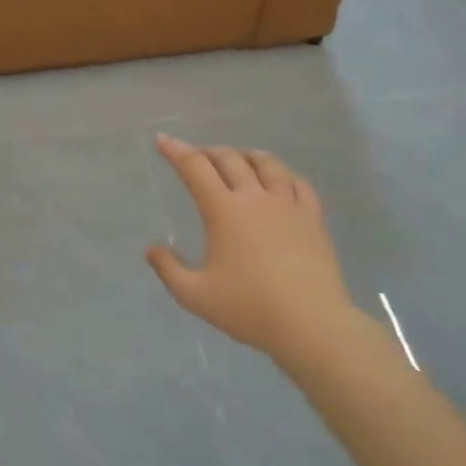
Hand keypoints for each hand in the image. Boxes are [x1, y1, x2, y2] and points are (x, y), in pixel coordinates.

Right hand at [146, 134, 366, 367]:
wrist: (310, 324)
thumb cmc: (248, 308)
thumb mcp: (194, 295)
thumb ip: (168, 269)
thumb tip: (152, 248)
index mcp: (223, 210)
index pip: (195, 168)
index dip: (176, 151)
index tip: (162, 141)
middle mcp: (255, 197)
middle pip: (229, 159)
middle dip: (208, 152)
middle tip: (196, 157)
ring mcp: (288, 204)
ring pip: (266, 163)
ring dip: (245, 155)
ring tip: (237, 159)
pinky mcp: (313, 217)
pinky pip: (297, 182)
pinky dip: (281, 173)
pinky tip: (279, 180)